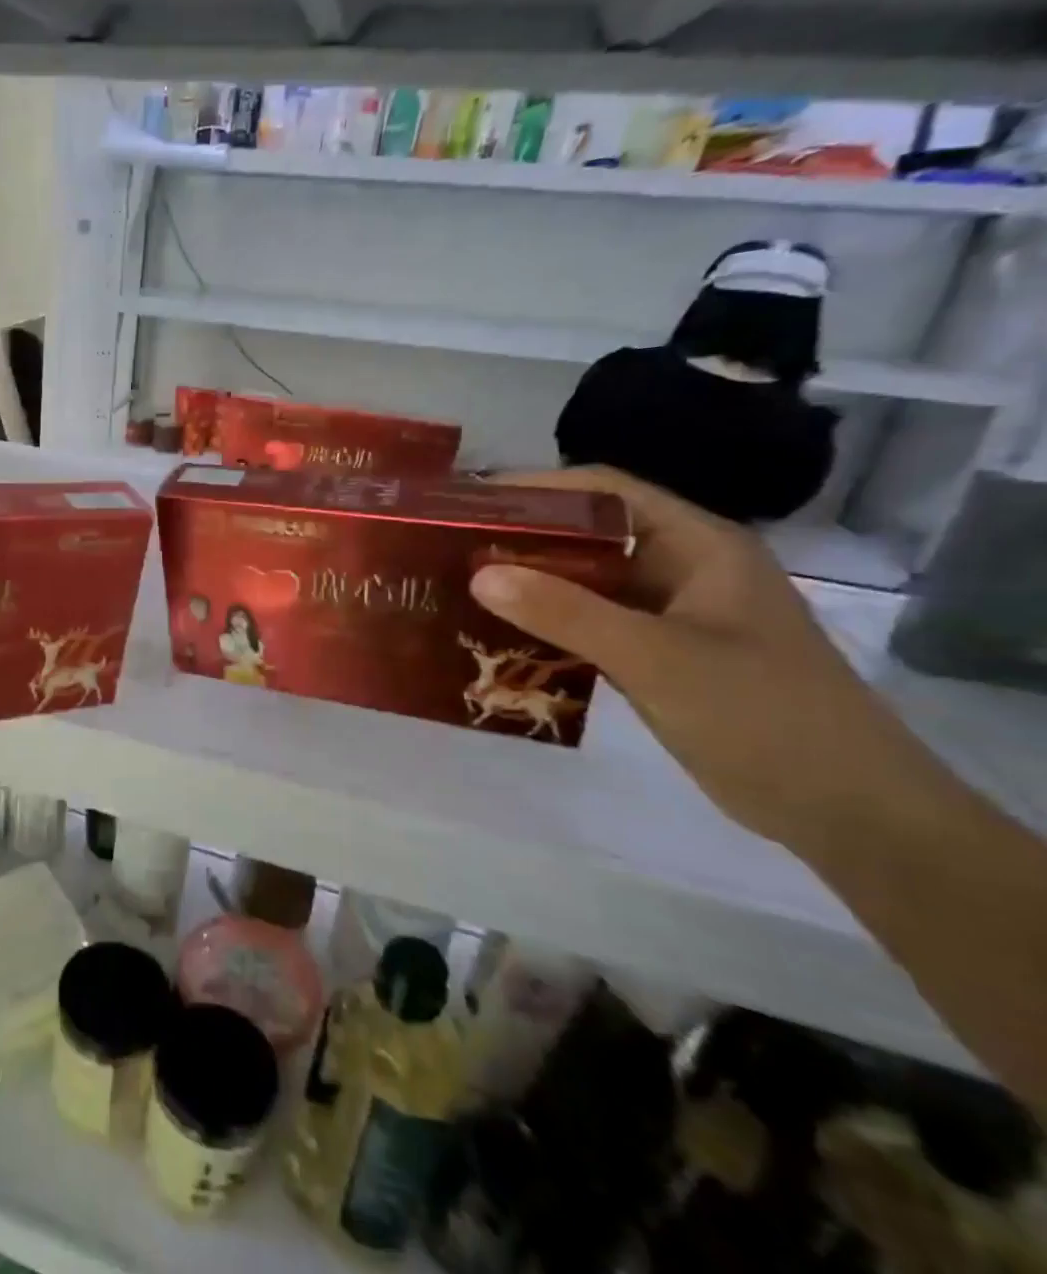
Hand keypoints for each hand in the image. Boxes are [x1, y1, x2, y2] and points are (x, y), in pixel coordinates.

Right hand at [468, 466, 907, 844]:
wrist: (848, 810)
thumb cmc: (761, 715)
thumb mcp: (657, 658)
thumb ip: (567, 613)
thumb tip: (479, 575)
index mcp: (698, 545)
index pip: (606, 492)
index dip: (537, 488)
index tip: (469, 500)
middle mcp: (683, 568)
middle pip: (590, 535)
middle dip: (522, 537)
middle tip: (450, 547)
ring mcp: (673, 615)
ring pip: (587, 583)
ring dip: (531, 585)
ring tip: (461, 588)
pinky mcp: (661, 656)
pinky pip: (591, 625)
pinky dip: (548, 626)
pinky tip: (501, 636)